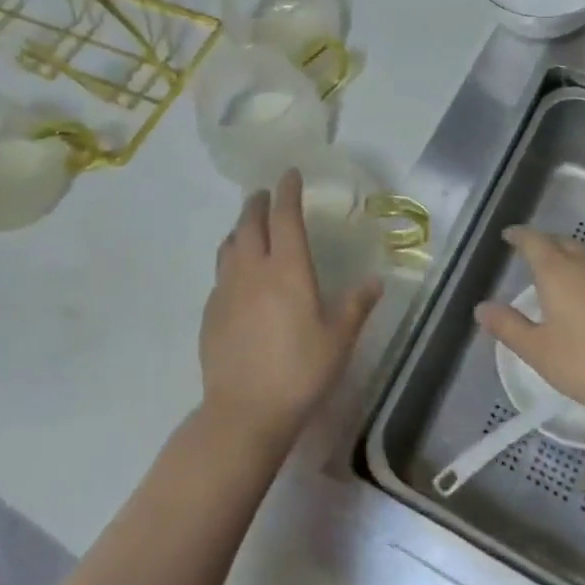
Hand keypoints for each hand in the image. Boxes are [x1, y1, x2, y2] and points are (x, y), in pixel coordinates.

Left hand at [199, 169, 381, 452]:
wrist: (244, 411)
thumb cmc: (300, 372)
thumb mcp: (338, 340)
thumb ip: (355, 306)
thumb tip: (374, 281)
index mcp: (287, 269)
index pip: (285, 217)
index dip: (288, 191)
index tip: (289, 174)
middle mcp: (253, 270)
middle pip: (251, 223)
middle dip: (259, 203)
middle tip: (266, 194)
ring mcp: (226, 289)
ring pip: (229, 245)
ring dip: (240, 228)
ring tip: (248, 227)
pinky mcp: (210, 311)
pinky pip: (220, 272)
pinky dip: (230, 259)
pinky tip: (237, 275)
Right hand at [474, 227, 584, 436]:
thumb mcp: (538, 350)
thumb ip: (508, 326)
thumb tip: (481, 308)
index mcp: (558, 272)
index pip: (534, 241)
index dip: (520, 236)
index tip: (508, 235)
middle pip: (562, 243)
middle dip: (544, 243)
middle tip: (530, 252)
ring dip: (568, 257)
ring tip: (556, 271)